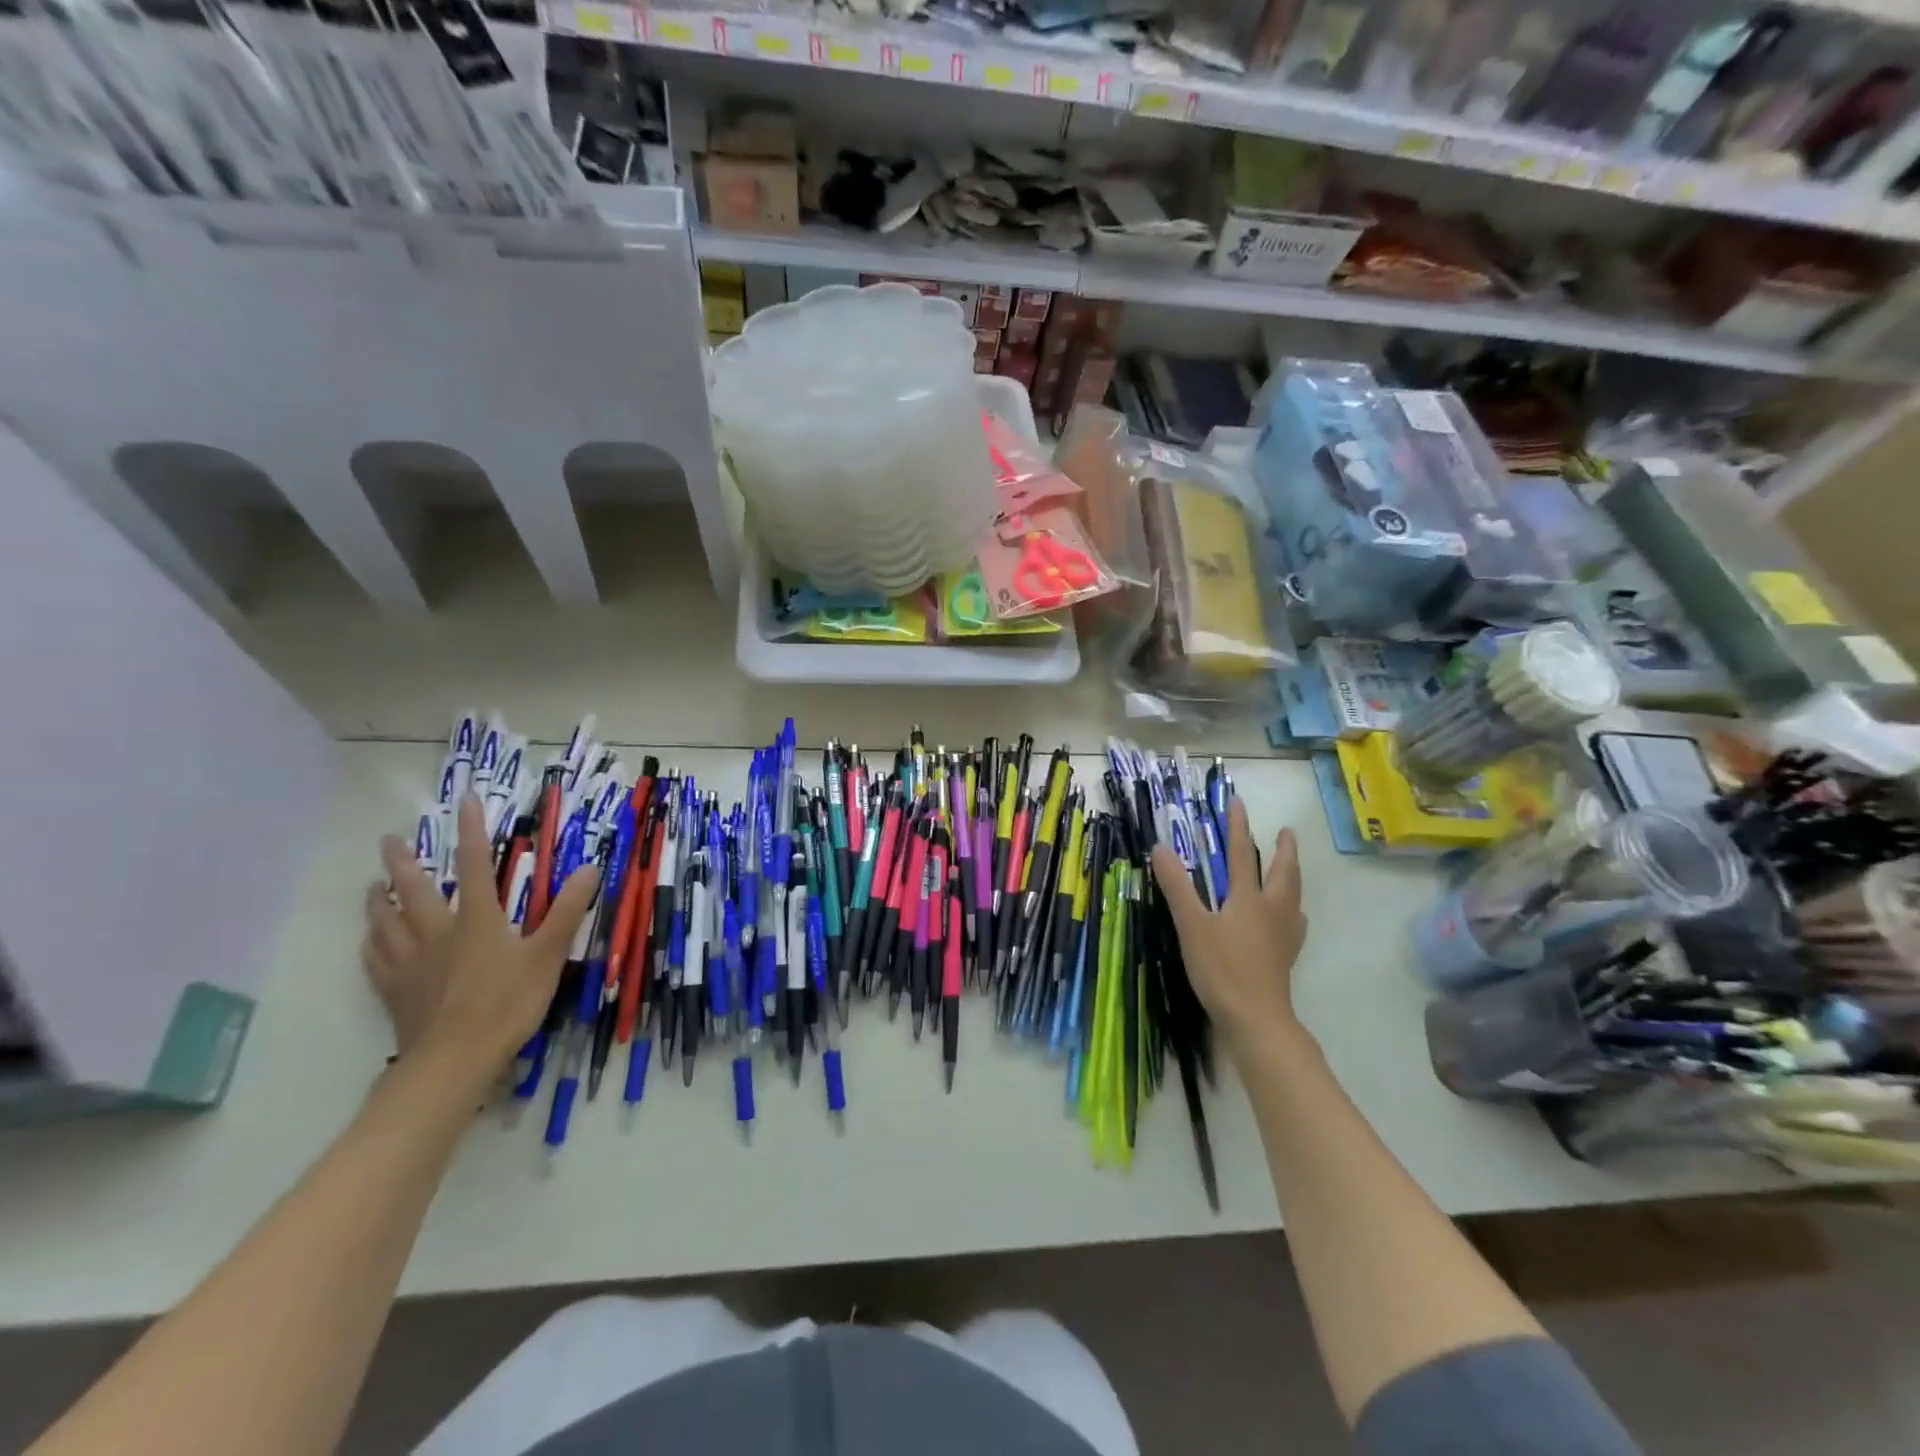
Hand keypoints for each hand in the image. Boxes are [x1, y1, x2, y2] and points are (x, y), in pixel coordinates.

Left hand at [363, 794, 599, 1085]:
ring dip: (379, 900)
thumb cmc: (507, 1003)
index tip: (464, 800)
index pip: (475, 864)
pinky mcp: (395, 991)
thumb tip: (590, 867)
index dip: (472, 831)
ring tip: (372, 886)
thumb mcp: (548, 955)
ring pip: (386, 922)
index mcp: (478, 918)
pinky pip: (375, 960)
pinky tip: (369, 942)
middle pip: (414, 889)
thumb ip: (568, 911)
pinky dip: (371, 944)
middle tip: (389, 839)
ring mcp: (411, 962)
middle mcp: (438, 932)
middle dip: (403, 862)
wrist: (454, 1060)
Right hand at [1150, 801, 1307, 1060]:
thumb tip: (1160, 847)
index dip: (1237, 827)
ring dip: (1293, 876)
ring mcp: (1283, 935)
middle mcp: (1271, 910)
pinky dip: (1294, 912)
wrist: (1256, 1018)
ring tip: (1292, 870)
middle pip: (1283, 873)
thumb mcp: (1191, 925)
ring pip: (1294, 897)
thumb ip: (1177, 886)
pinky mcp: (1285, 957)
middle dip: (1284, 850)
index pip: (1242, 854)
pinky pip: (1295, 924)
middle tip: (1286, 833)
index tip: (1238, 802)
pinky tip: (1292, 919)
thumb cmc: (1221, 969)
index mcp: (1248, 898)